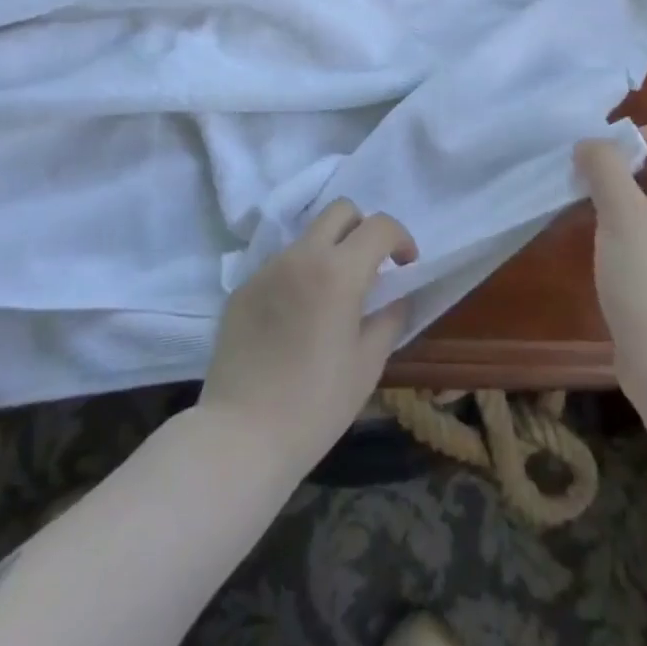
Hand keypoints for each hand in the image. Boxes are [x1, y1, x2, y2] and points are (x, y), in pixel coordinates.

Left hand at [200, 199, 418, 475]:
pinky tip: (295, 321)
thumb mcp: (367, 366)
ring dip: (328, 253)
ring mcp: (267, 268)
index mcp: (338, 272)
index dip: (400, 239)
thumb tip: (396, 298)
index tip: (405, 266)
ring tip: (330, 299)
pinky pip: (280, 266)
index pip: (379, 226)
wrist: (241, 434)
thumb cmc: (315, 405)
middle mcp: (301, 256)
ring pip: (307, 237)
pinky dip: (298, 277)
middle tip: (369, 268)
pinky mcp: (243, 287)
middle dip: (363, 229)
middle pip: (340, 211)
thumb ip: (388, 320)